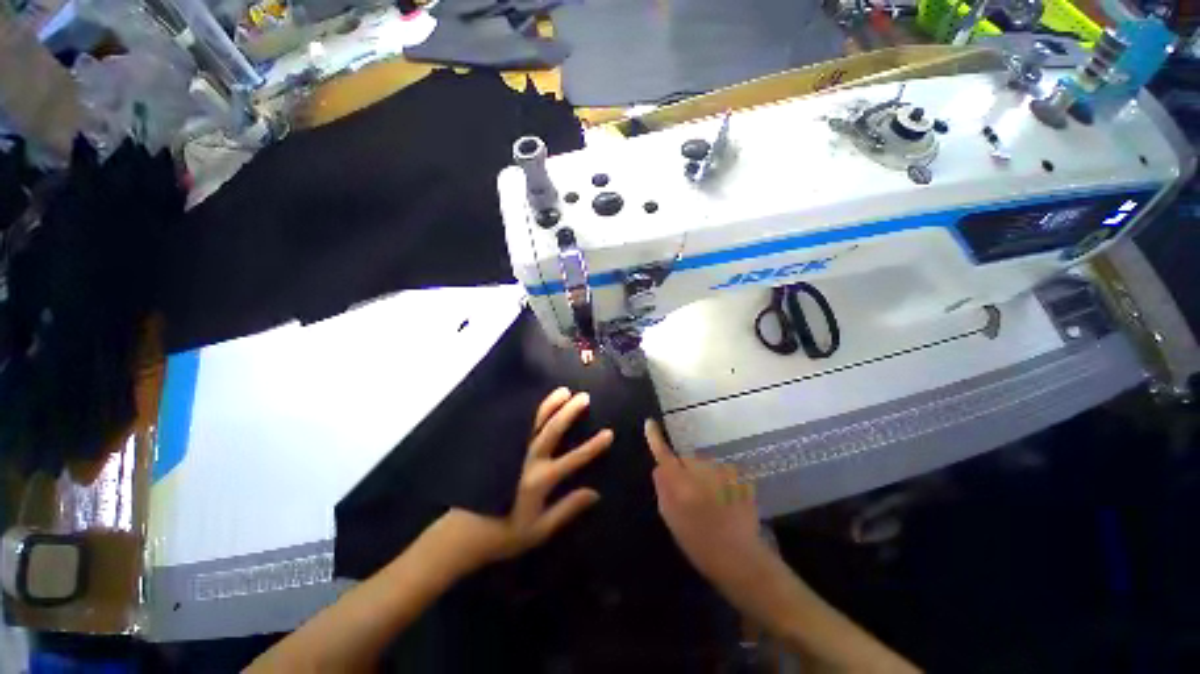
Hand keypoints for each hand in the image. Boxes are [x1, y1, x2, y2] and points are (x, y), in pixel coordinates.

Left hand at [436, 388, 612, 567]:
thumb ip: (568, 509)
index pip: (573, 459)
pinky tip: (533, 404)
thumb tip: (595, 493)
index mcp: (540, 480)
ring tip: (562, 391)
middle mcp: (528, 461)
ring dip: (549, 406)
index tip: (608, 433)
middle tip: (583, 396)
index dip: (592, 447)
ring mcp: (513, 452)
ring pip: (534, 423)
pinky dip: (527, 413)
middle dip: (569, 413)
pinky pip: (516, 426)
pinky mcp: (500, 450)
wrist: (464, 534)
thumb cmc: (505, 534)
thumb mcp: (540, 529)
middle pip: (552, 431)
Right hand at [645, 419, 764, 583]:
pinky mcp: (738, 477)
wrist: (741, 558)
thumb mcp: (672, 519)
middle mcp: (702, 472)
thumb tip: (659, 468)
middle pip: (686, 459)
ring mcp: (723, 473)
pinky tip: (724, 501)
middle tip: (689, 495)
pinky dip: (718, 481)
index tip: (650, 423)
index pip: (665, 455)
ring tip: (709, 502)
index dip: (656, 438)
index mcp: (682, 484)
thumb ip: (663, 489)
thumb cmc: (700, 543)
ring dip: (703, 476)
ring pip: (704, 465)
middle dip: (685, 470)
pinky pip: (719, 471)